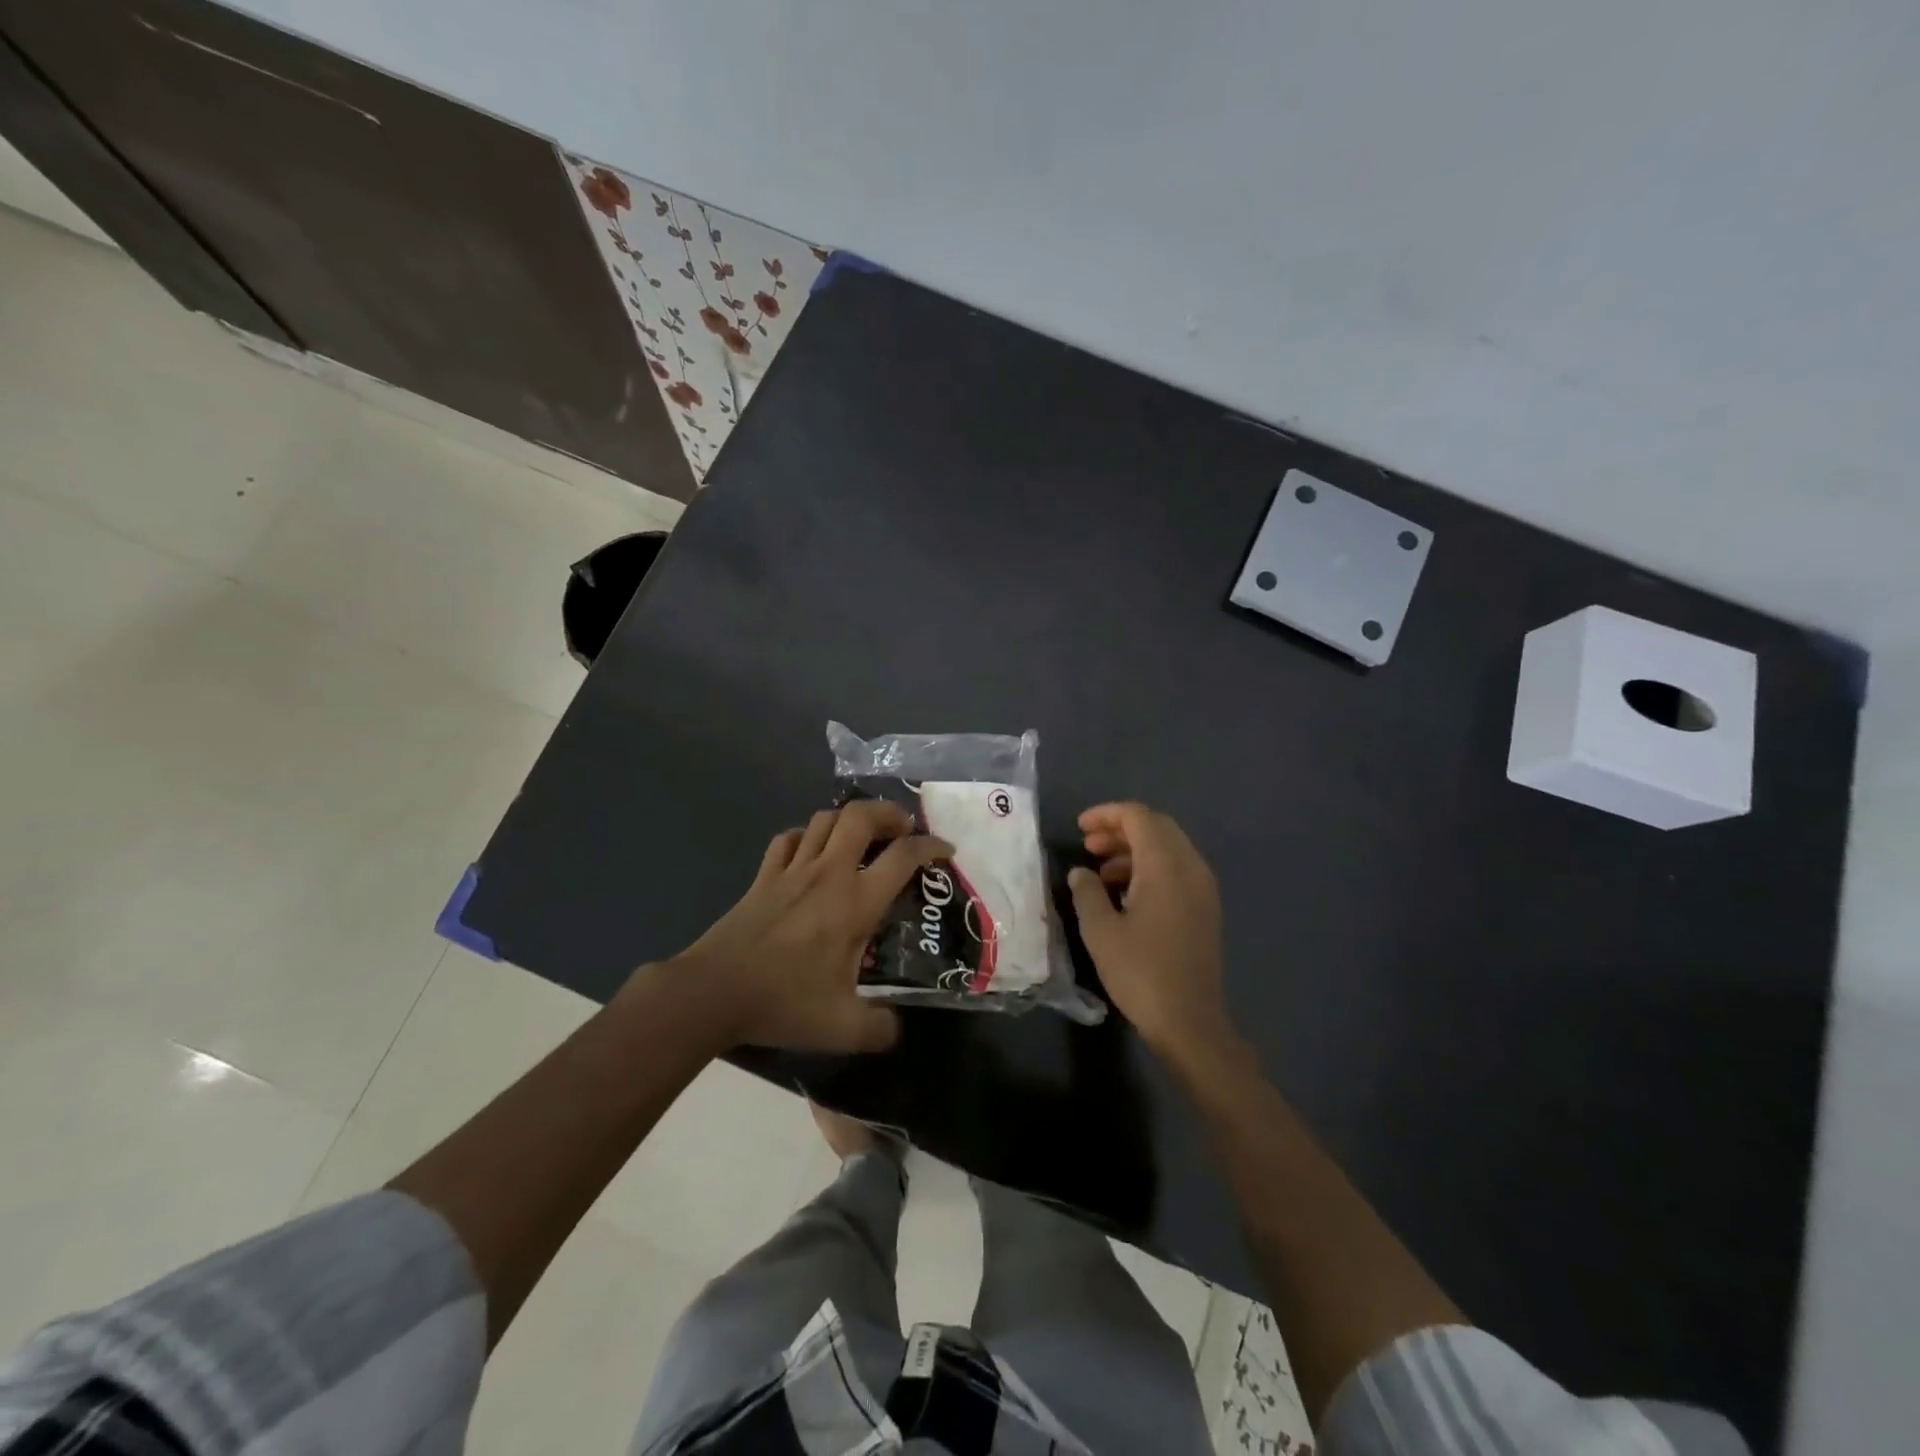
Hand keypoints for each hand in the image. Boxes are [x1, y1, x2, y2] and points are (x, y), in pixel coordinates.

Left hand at [666, 800, 951, 1053]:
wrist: (714, 991)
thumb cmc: (783, 1002)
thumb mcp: (842, 1027)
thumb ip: (880, 1028)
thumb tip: (898, 1029)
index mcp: (855, 902)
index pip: (903, 856)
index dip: (931, 846)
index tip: (945, 851)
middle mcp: (828, 874)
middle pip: (861, 816)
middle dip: (889, 813)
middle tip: (903, 829)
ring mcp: (792, 870)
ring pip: (824, 819)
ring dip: (849, 819)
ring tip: (864, 836)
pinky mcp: (764, 876)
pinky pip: (789, 839)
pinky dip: (807, 836)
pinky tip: (813, 852)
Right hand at [1069, 802, 1236, 1064]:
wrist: (1190, 1022)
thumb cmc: (1141, 972)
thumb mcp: (1100, 931)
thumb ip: (1086, 892)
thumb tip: (1081, 873)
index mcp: (1166, 865)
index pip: (1138, 817)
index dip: (1106, 815)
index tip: (1079, 828)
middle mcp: (1190, 867)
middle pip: (1156, 827)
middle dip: (1120, 829)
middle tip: (1088, 844)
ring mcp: (1202, 888)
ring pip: (1167, 848)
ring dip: (1133, 849)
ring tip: (1100, 870)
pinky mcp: (1204, 908)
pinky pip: (1176, 870)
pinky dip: (1149, 868)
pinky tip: (1124, 893)